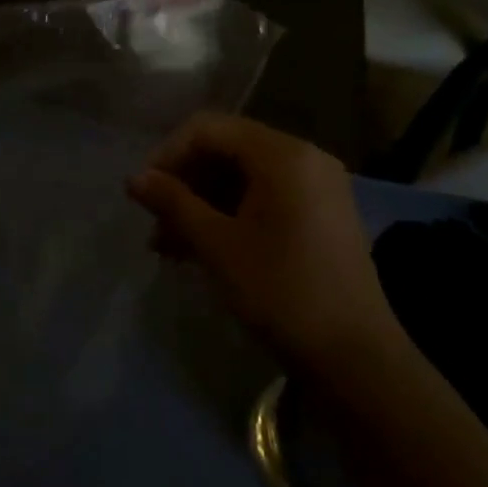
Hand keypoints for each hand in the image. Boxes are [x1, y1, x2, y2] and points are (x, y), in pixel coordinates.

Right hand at [127, 113, 403, 375]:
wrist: (354, 357)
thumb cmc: (280, 292)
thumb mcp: (217, 245)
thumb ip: (173, 203)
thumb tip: (133, 178)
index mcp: (283, 155)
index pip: (209, 129)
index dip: (167, 155)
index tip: (142, 194)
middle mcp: (304, 157)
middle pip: (226, 149)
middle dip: (184, 183)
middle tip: (155, 224)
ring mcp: (317, 186)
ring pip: (242, 177)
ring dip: (201, 203)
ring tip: (169, 246)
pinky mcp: (321, 214)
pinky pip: (264, 197)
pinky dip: (229, 214)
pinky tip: (202, 249)